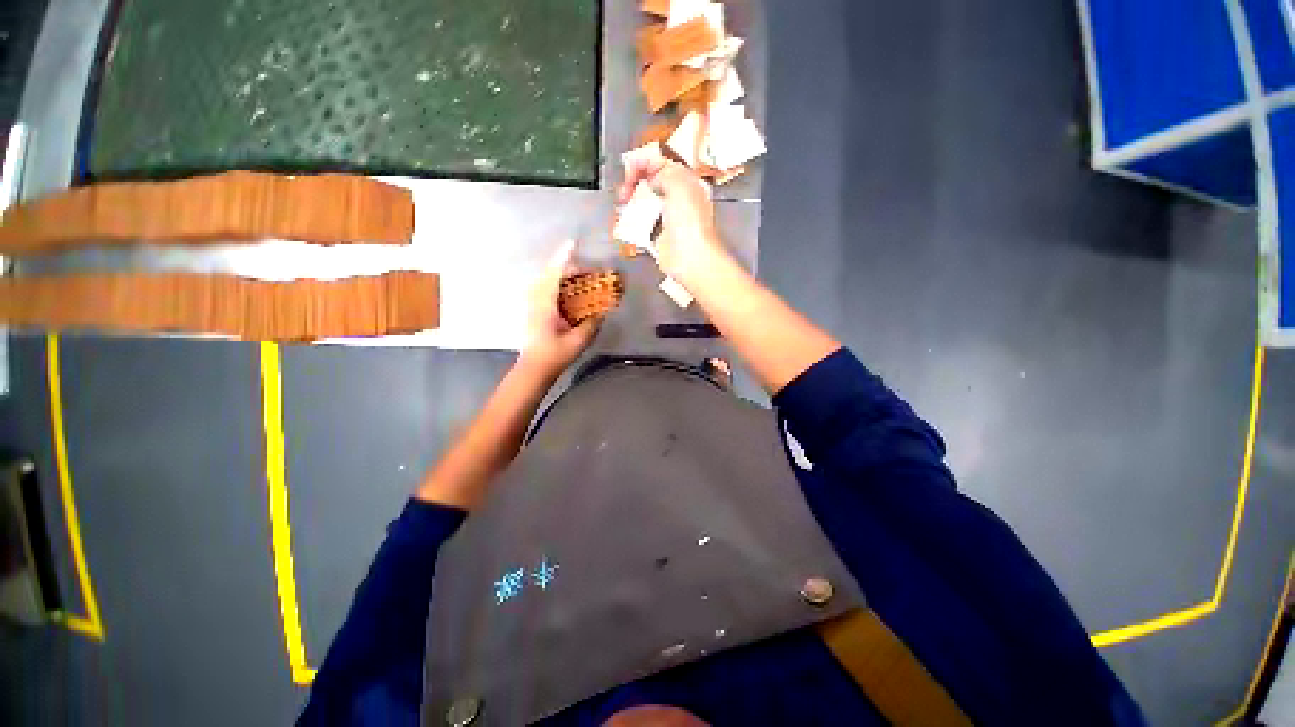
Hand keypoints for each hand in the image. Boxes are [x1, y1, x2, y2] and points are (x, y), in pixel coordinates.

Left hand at [518, 240, 599, 378]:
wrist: (533, 369)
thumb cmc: (554, 355)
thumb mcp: (578, 341)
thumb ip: (591, 324)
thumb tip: (602, 312)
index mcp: (545, 304)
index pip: (555, 274)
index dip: (565, 258)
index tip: (573, 242)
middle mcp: (537, 299)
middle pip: (551, 274)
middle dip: (570, 267)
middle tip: (590, 272)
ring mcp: (533, 304)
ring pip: (547, 280)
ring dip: (564, 275)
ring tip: (581, 278)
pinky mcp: (535, 310)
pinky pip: (546, 289)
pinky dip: (559, 284)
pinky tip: (570, 291)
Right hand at [619, 156, 732, 288]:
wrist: (690, 257)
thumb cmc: (690, 222)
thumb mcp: (679, 184)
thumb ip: (663, 172)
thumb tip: (651, 177)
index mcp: (687, 183)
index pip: (661, 164)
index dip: (643, 163)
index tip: (629, 170)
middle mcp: (677, 200)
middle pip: (649, 183)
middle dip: (633, 183)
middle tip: (625, 191)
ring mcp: (666, 220)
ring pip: (643, 204)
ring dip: (630, 202)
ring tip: (623, 205)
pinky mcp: (658, 237)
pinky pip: (640, 225)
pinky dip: (630, 222)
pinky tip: (625, 222)